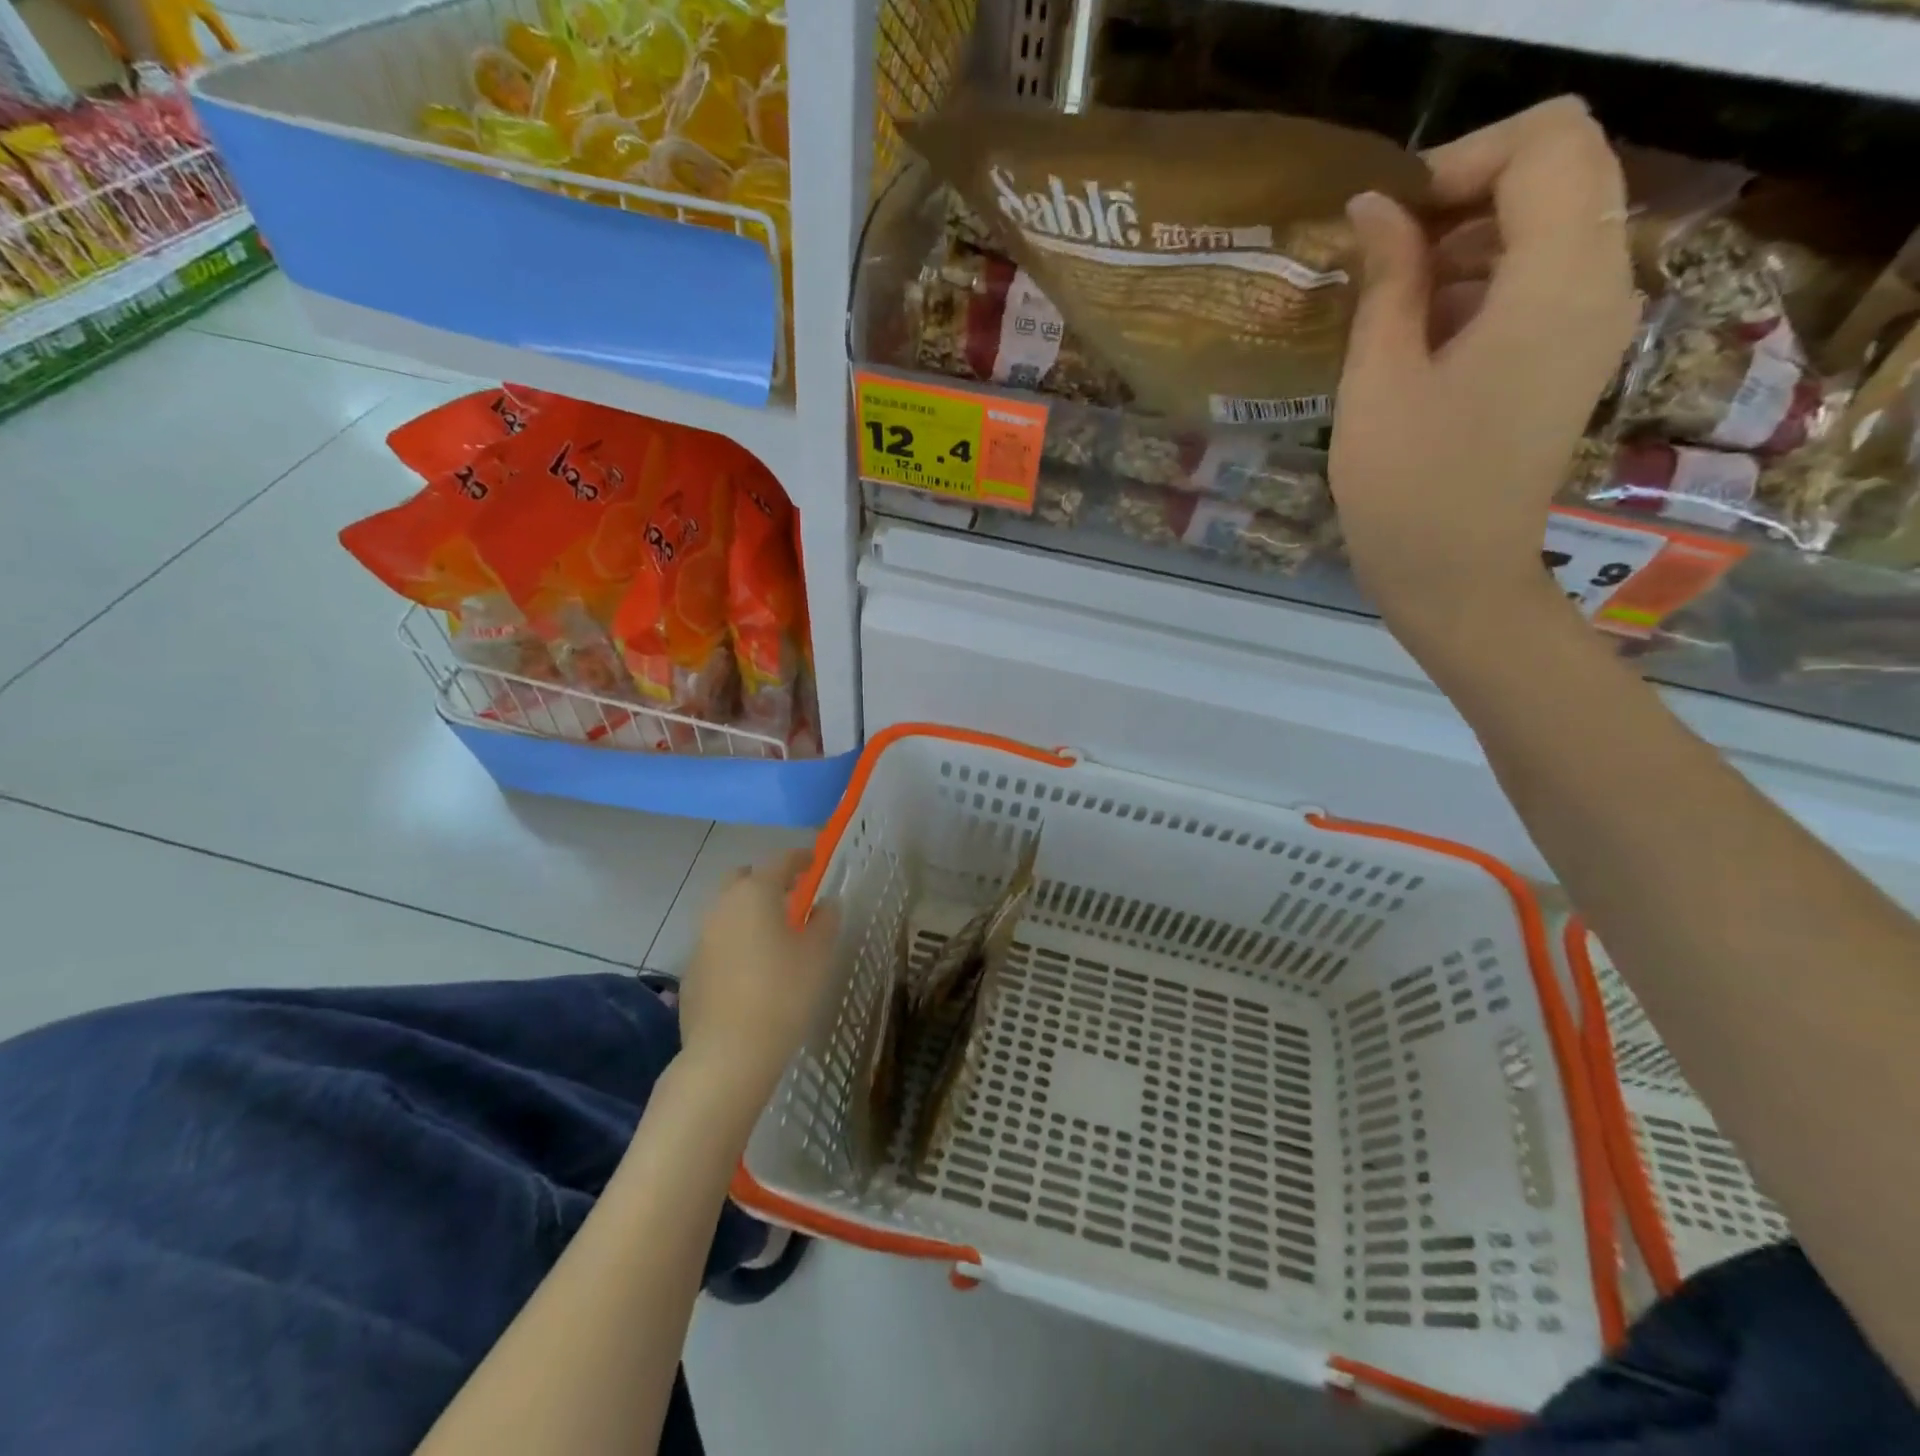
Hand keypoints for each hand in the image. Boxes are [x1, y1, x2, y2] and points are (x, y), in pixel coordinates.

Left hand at [678, 851, 841, 1103]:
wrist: (728, 1053)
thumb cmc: (783, 994)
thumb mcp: (817, 954)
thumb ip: (824, 921)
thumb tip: (826, 904)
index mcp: (755, 894)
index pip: (779, 862)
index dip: (799, 858)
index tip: (814, 860)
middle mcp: (722, 907)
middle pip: (743, 879)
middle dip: (766, 880)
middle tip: (791, 894)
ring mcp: (702, 938)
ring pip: (726, 909)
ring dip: (748, 910)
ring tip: (774, 930)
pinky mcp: (692, 969)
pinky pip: (717, 940)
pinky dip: (735, 939)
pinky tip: (752, 965)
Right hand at [1330, 97, 1640, 649]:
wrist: (1456, 578)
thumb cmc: (1406, 489)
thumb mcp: (1377, 381)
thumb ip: (1386, 281)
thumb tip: (1375, 207)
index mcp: (1556, 283)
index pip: (1546, 144)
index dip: (1461, 160)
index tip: (1388, 219)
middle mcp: (1600, 285)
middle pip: (1558, 173)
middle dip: (1465, 194)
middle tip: (1382, 254)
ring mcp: (1594, 322)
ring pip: (1549, 224)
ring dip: (1468, 240)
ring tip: (1390, 302)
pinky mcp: (1573, 356)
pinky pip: (1542, 279)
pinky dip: (1483, 281)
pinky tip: (1420, 336)